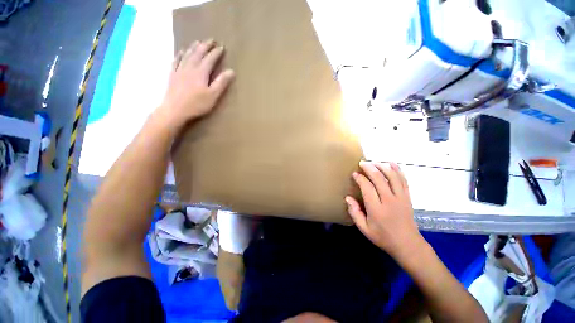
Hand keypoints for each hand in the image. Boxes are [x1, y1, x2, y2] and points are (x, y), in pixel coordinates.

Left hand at [158, 39, 234, 128]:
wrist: (175, 109)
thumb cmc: (197, 104)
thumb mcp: (213, 95)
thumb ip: (221, 83)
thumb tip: (231, 71)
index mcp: (201, 72)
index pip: (210, 59)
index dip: (216, 52)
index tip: (222, 47)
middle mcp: (190, 67)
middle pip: (198, 53)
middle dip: (205, 45)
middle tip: (211, 40)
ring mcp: (180, 70)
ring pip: (188, 54)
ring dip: (194, 47)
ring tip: (198, 42)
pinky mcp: (173, 75)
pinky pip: (176, 60)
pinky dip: (180, 54)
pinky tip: (182, 51)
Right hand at [346, 161, 425, 262]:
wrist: (408, 245)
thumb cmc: (383, 237)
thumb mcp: (364, 229)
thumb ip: (355, 213)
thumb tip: (347, 198)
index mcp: (377, 209)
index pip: (367, 188)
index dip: (360, 178)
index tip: (354, 174)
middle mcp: (389, 200)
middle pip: (380, 179)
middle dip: (370, 168)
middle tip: (362, 163)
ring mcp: (401, 198)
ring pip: (392, 177)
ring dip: (382, 166)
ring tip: (374, 162)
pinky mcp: (407, 197)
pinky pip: (403, 180)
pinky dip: (397, 170)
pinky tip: (391, 164)